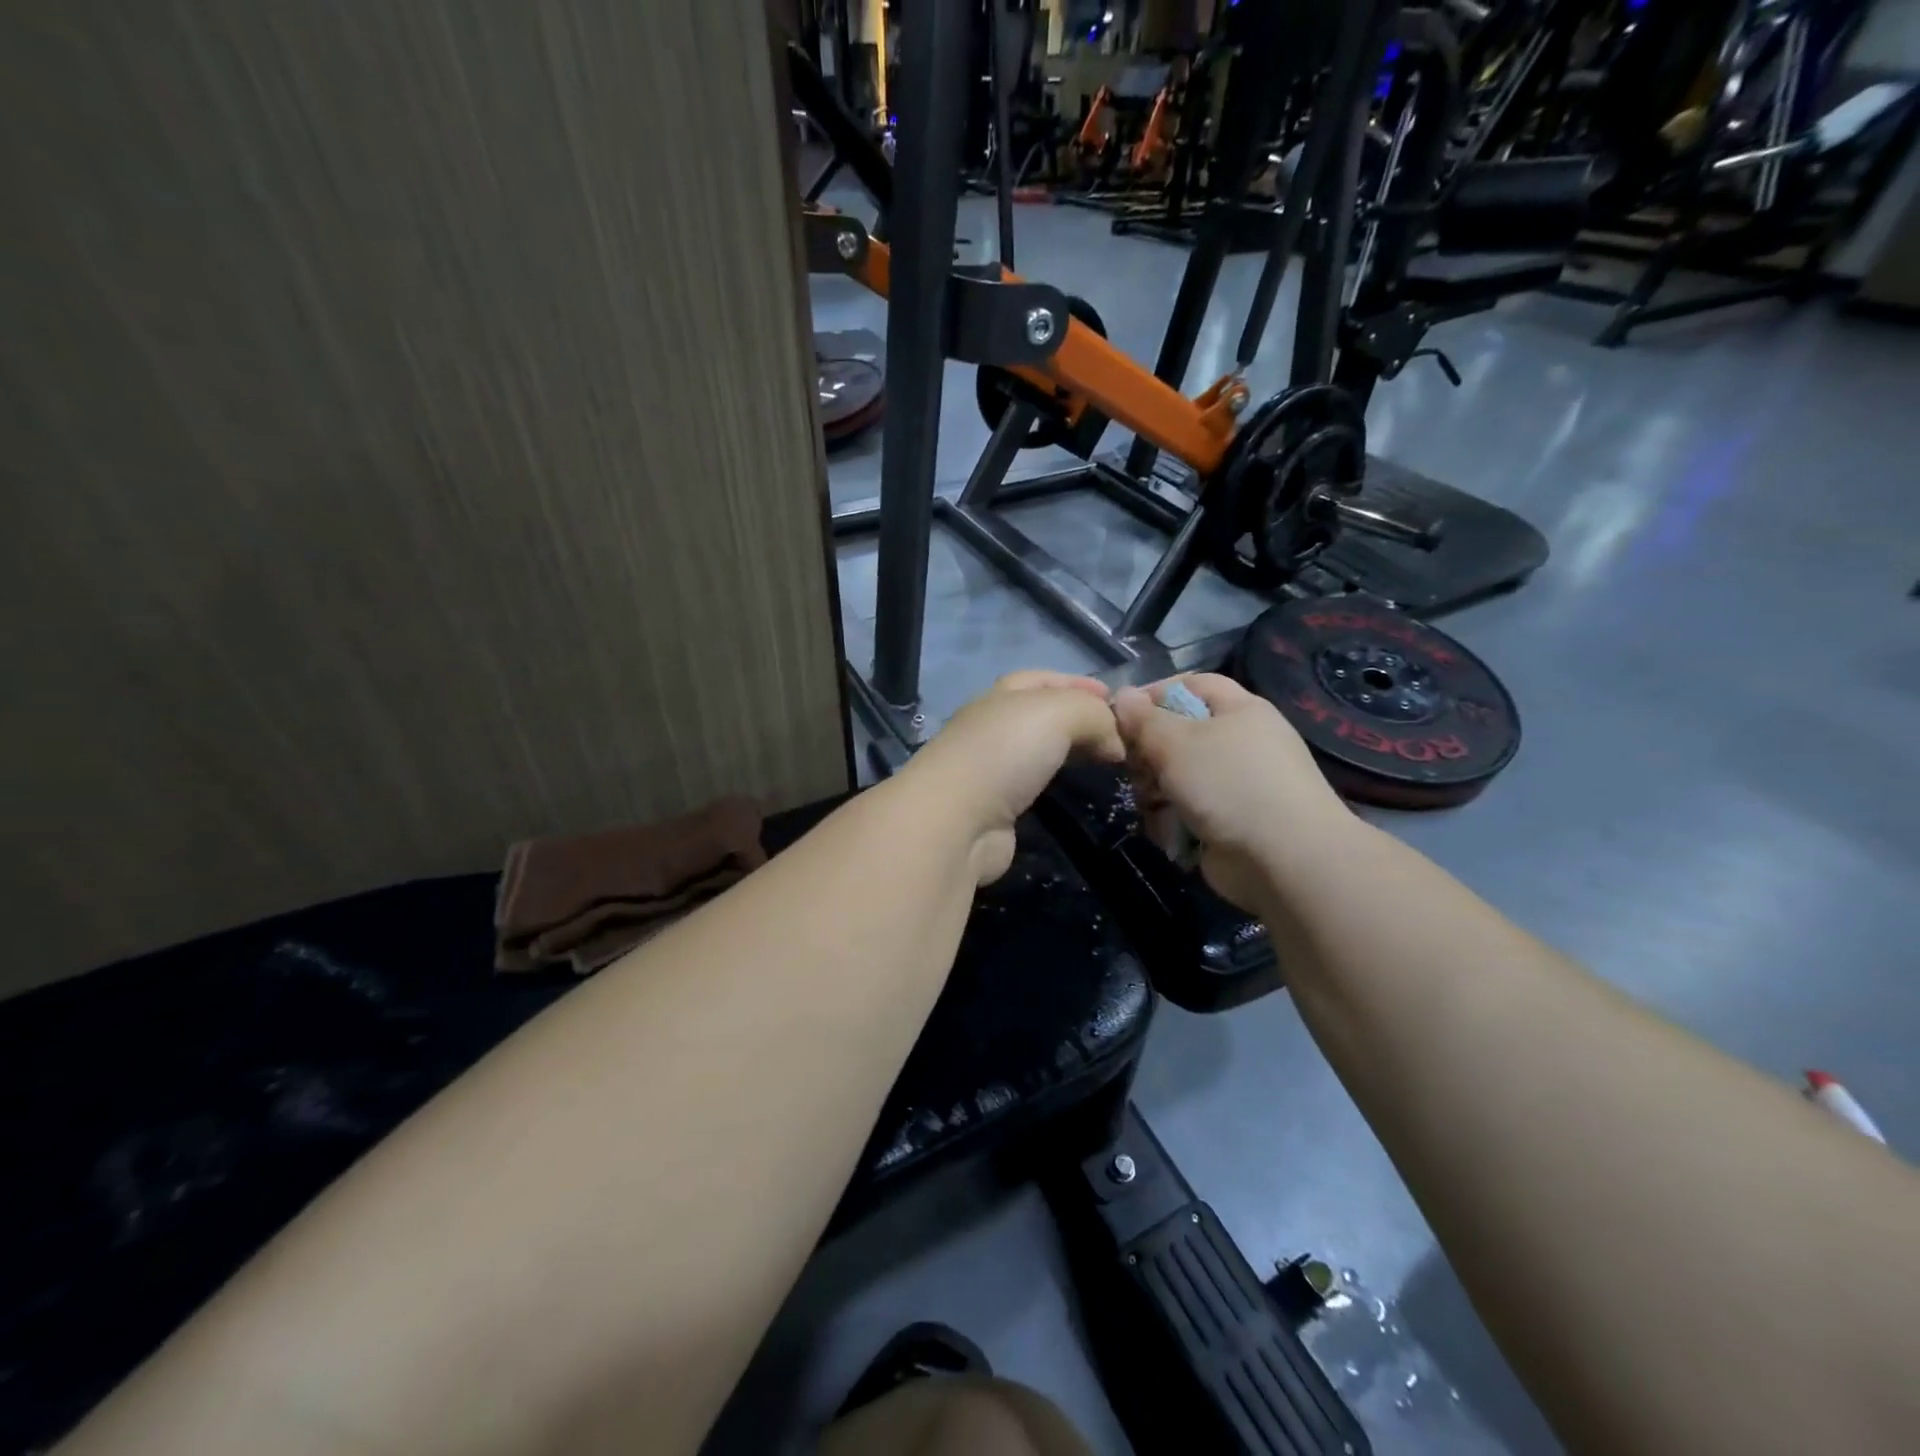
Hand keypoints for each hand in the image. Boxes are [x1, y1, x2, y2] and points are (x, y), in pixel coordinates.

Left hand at [901, 671, 1124, 883]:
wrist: (955, 821)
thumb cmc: (1005, 753)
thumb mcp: (1059, 713)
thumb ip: (1093, 715)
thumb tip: (1114, 742)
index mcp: (1000, 697)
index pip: (1041, 679)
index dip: (1078, 682)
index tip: (1116, 699)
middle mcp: (991, 728)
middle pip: (1040, 715)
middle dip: (1078, 718)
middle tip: (1119, 735)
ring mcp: (989, 770)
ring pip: (1037, 751)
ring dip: (1069, 752)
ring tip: (1105, 762)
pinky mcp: (993, 809)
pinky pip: (1032, 786)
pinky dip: (1057, 784)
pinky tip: (1075, 791)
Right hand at [1112, 674, 1347, 910]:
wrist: (1284, 860)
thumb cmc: (1229, 783)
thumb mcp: (1177, 742)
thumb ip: (1143, 719)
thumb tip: (1123, 694)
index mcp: (1239, 711)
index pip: (1191, 684)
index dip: (1154, 693)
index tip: (1121, 715)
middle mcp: (1239, 744)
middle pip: (1177, 734)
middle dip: (1149, 752)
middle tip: (1134, 767)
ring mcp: (1234, 786)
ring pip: (1175, 777)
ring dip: (1155, 790)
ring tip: (1154, 804)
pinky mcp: (1226, 823)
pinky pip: (1185, 811)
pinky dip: (1172, 820)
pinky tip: (1169, 830)